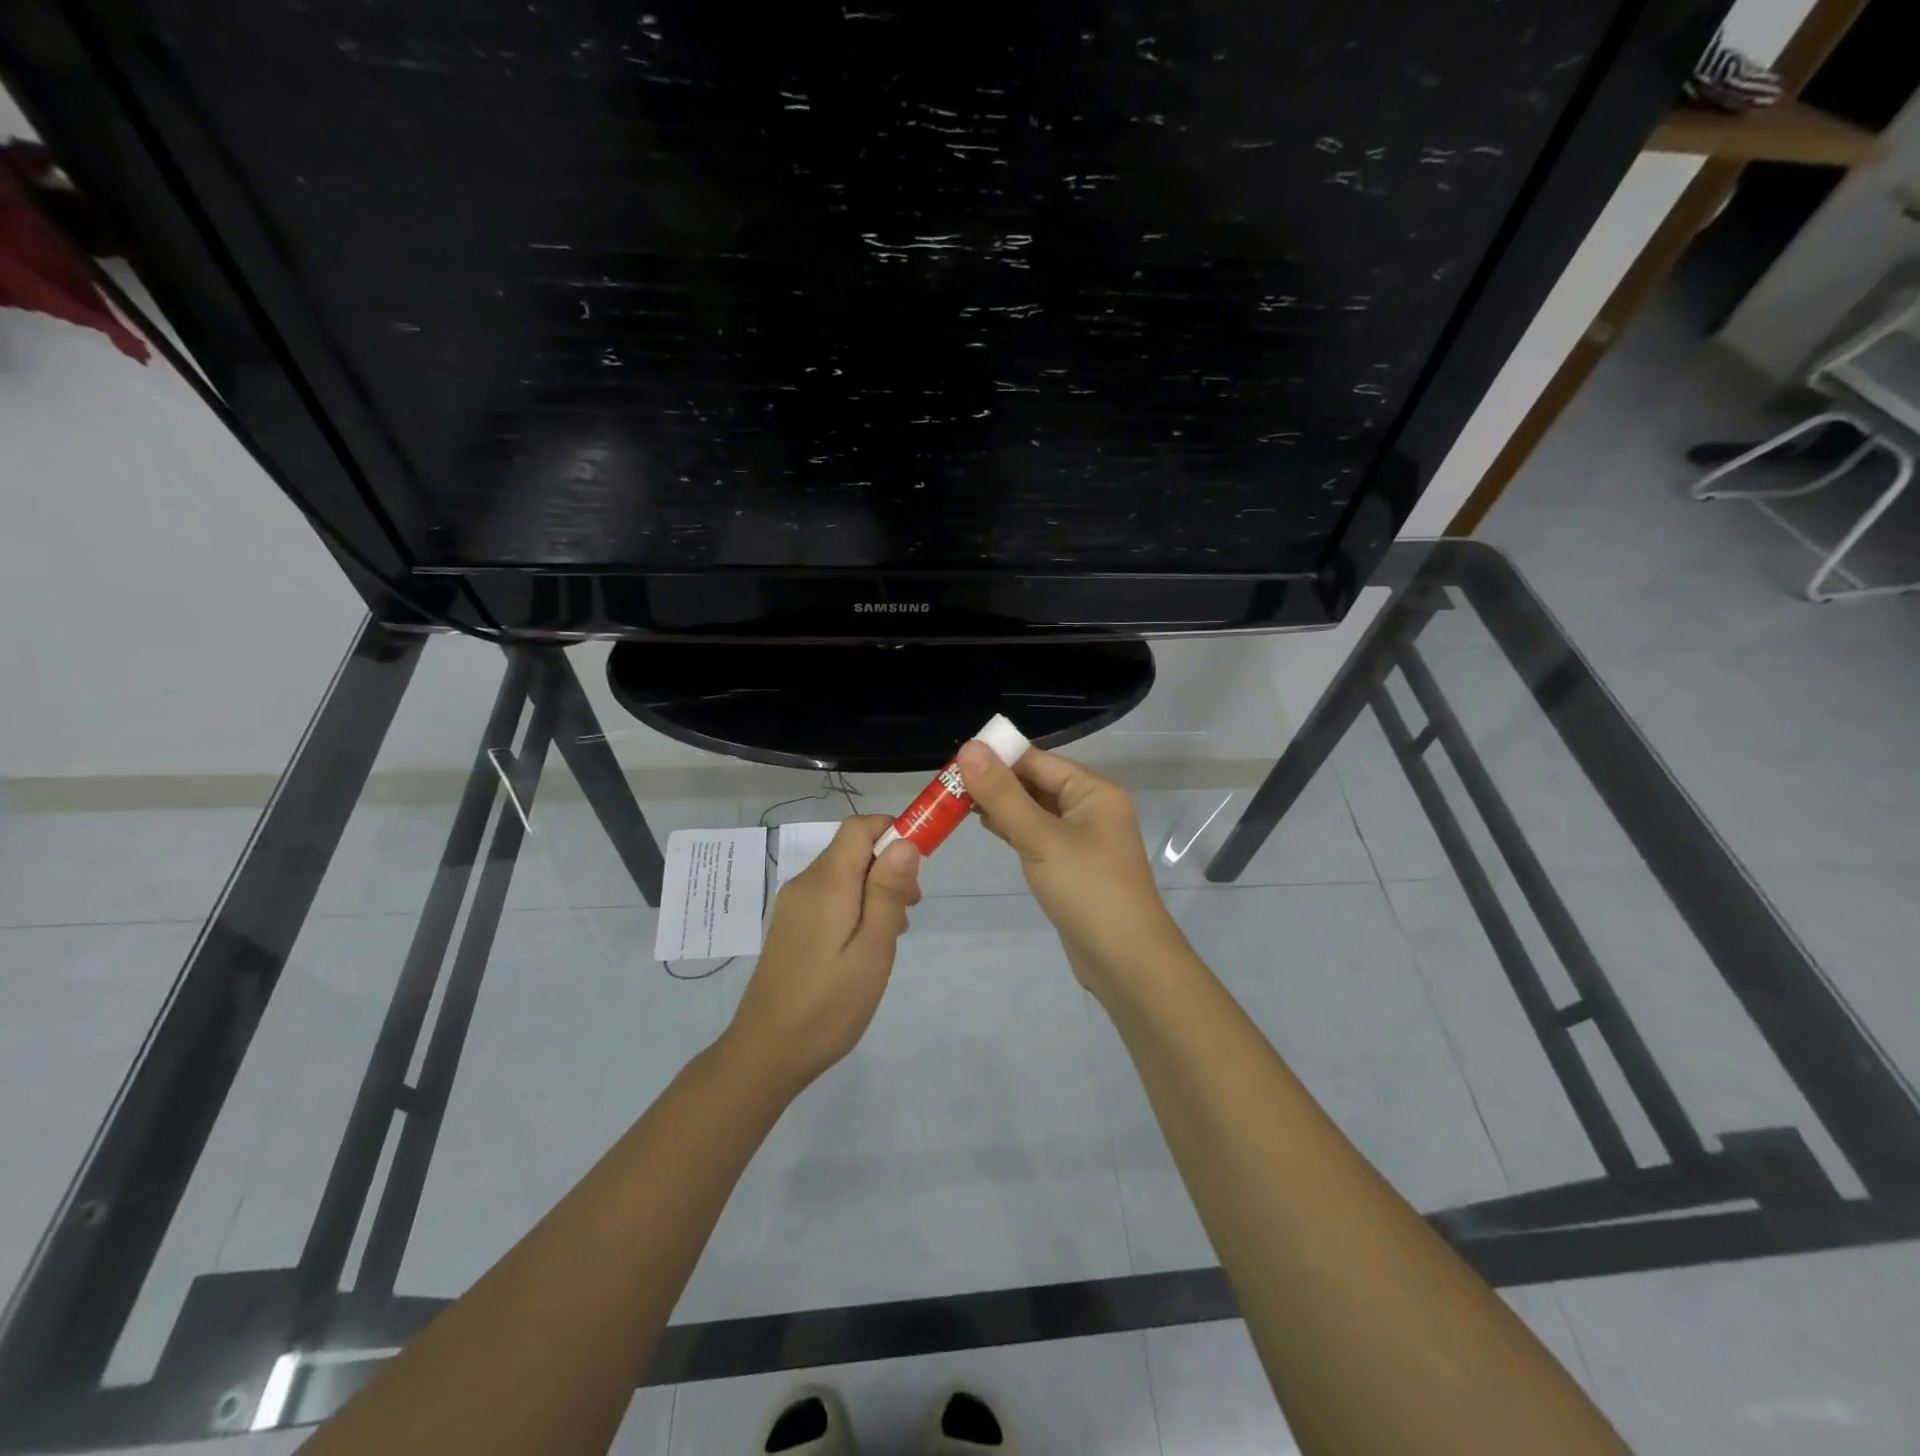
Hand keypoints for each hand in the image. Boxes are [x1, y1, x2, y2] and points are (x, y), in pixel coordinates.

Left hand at [721, 814, 920, 1095]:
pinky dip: (855, 905)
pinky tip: (864, 946)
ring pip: (843, 874)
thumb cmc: (829, 1004)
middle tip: (909, 912)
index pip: (859, 827)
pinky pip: (829, 896)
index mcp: (826, 883)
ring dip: (874, 889)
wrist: (767, 1053)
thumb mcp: (872, 950)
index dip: (893, 831)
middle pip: (852, 849)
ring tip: (891, 934)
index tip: (920, 865)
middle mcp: (805, 883)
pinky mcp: (790, 925)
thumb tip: (905, 841)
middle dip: (888, 867)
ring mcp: (793, 905)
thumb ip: (887, 893)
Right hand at [958, 742, 1185, 997]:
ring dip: (1000, 806)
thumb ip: (1003, 794)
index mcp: (1093, 791)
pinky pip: (1037, 835)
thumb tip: (969, 748)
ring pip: (1034, 810)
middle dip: (995, 782)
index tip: (952, 761)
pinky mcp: (1071, 865)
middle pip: (1035, 783)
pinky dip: (1012, 828)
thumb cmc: (1088, 890)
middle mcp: (1090, 808)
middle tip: (947, 785)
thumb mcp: (1041, 838)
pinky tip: (986, 826)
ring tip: (956, 803)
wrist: (1126, 962)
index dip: (996, 757)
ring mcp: (1082, 839)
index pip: (1037, 760)